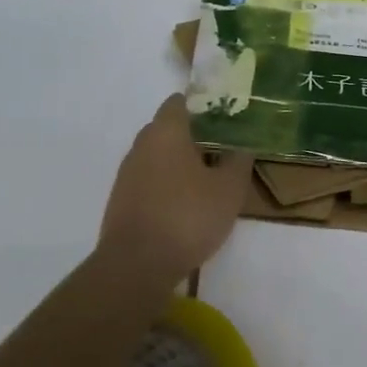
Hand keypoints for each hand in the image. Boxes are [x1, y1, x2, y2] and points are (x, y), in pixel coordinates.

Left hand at [98, 95, 253, 281]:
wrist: (136, 266)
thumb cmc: (187, 217)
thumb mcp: (229, 189)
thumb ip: (239, 160)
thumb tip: (243, 143)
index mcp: (166, 131)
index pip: (181, 101)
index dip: (205, 105)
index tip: (228, 118)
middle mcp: (142, 144)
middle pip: (170, 127)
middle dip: (197, 135)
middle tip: (226, 149)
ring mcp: (128, 173)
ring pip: (160, 155)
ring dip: (182, 161)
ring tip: (211, 179)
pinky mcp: (123, 199)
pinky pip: (151, 178)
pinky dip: (169, 182)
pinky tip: (188, 203)